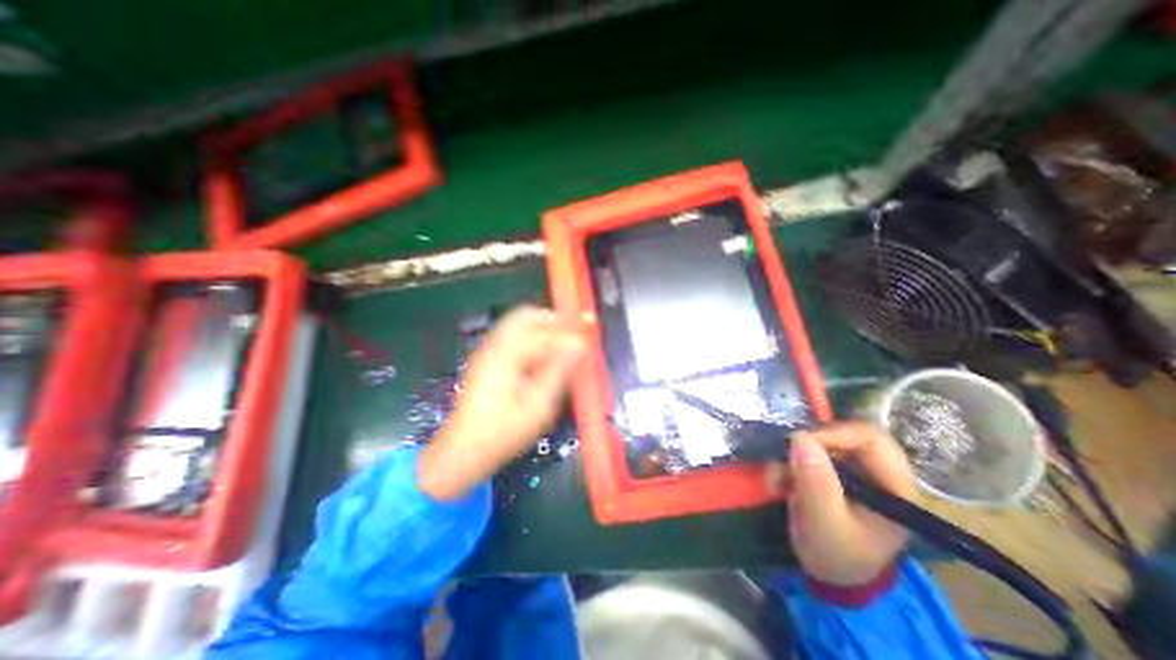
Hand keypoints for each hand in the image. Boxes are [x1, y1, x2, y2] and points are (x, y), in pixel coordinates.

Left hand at [422, 305, 587, 500]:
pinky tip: (542, 357)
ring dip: (541, 328)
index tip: (586, 339)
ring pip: (517, 324)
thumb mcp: (538, 406)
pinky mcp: (487, 361)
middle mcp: (494, 346)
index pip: (543, 331)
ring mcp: (488, 352)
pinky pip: (512, 337)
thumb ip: (559, 371)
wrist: (463, 450)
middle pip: (524, 315)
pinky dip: (530, 338)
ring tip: (562, 345)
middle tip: (572, 334)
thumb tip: (579, 346)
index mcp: (506, 356)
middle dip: (551, 320)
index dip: (567, 332)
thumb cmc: (504, 432)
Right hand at [783, 420, 912, 583]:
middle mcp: (876, 469)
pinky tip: (779, 482)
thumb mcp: (825, 524)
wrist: (830, 575)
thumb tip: (800, 438)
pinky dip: (788, 462)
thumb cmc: (837, 555)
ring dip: (791, 456)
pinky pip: (806, 450)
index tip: (797, 445)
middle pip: (841, 433)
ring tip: (776, 480)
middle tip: (784, 460)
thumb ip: (816, 483)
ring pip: (819, 440)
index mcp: (893, 485)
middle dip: (806, 445)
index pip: (869, 437)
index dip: (832, 433)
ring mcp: (853, 468)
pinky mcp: (833, 469)